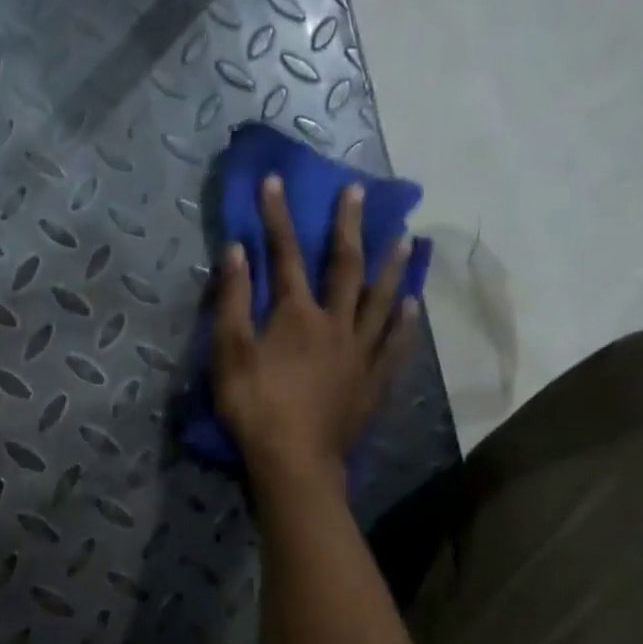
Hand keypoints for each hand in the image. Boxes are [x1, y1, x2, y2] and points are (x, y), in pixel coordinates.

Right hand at [212, 175, 418, 489]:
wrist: (295, 462)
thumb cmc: (255, 408)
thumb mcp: (229, 354)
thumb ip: (232, 302)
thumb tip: (236, 251)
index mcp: (296, 315)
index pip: (285, 256)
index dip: (278, 217)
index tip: (276, 181)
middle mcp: (335, 323)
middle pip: (344, 267)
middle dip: (347, 226)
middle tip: (359, 192)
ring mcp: (360, 353)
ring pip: (381, 300)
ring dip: (392, 267)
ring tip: (406, 239)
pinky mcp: (374, 381)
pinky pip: (395, 345)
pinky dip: (405, 323)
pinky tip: (413, 306)